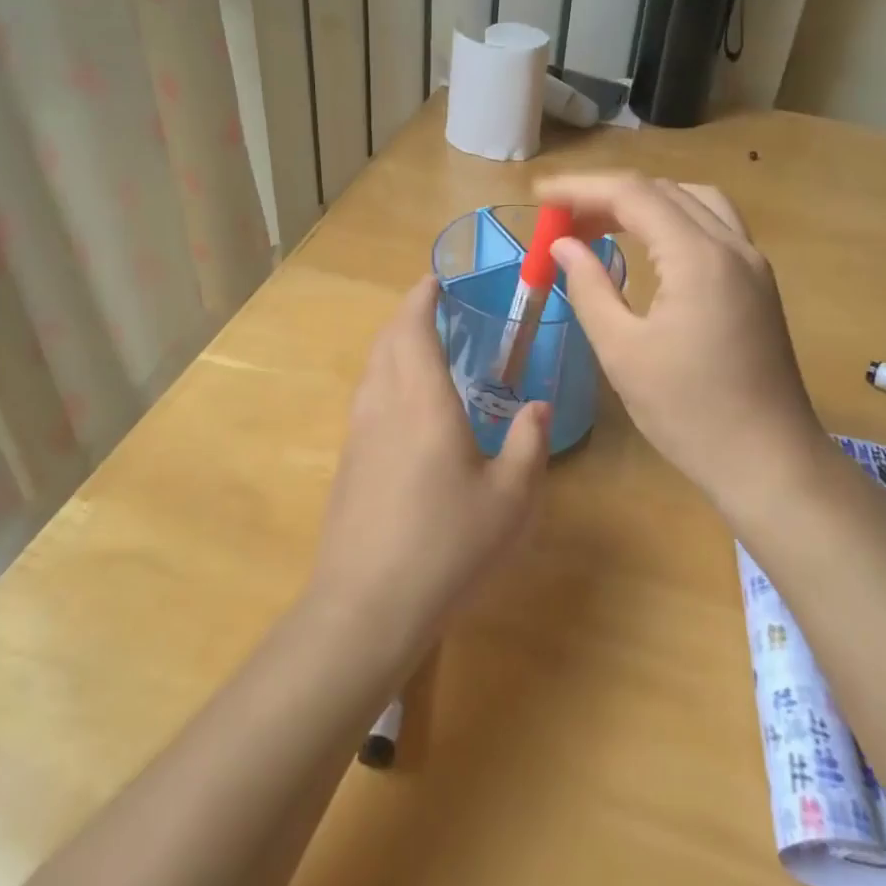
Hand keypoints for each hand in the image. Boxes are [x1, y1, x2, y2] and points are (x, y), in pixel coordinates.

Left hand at [307, 276, 552, 655]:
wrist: (366, 606)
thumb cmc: (447, 545)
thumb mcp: (511, 498)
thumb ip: (529, 444)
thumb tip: (538, 406)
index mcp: (422, 401)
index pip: (413, 328)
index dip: (422, 298)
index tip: (436, 280)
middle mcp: (383, 405)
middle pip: (386, 341)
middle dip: (407, 316)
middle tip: (435, 308)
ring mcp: (358, 434)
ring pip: (371, 369)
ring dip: (393, 346)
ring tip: (422, 349)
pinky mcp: (347, 463)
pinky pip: (366, 398)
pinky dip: (384, 378)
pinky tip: (405, 408)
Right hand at [535, 173, 827, 513]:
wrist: (768, 461)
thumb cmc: (688, 412)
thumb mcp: (622, 351)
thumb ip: (589, 287)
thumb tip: (563, 244)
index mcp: (698, 257)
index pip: (632, 194)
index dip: (580, 188)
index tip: (538, 195)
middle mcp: (732, 245)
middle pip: (663, 191)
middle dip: (607, 196)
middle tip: (561, 219)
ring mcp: (752, 263)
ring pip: (693, 202)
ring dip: (643, 203)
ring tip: (599, 225)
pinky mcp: (758, 284)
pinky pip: (712, 227)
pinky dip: (672, 221)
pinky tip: (647, 248)